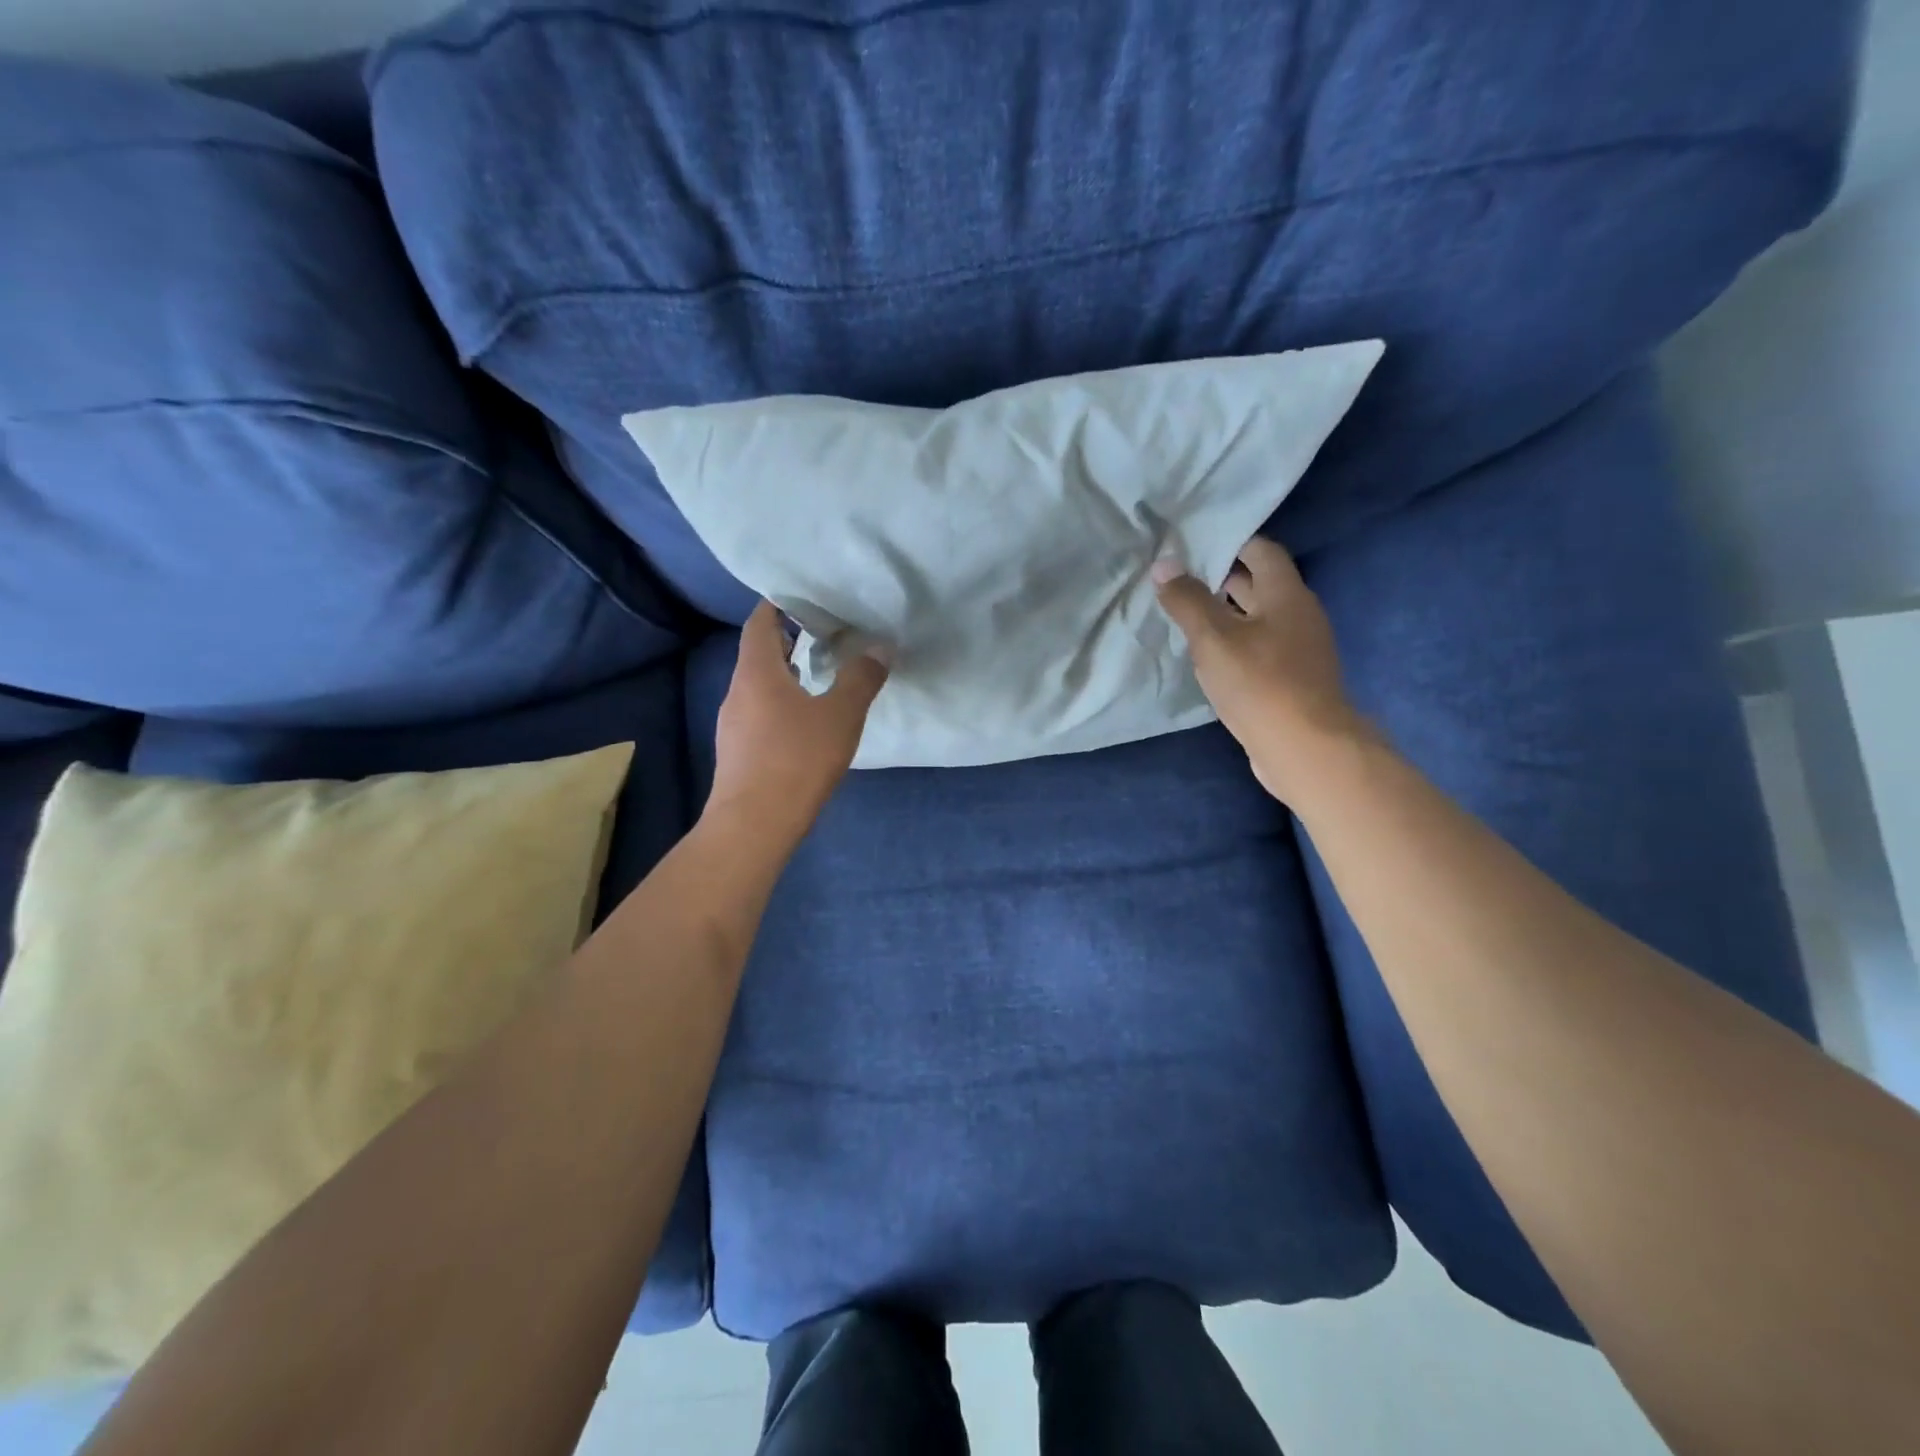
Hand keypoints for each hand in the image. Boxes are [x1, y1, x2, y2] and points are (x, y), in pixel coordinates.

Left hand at [709, 602, 890, 840]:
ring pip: (758, 685)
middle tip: (826, 634)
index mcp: (756, 672)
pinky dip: (780, 702)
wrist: (753, 825)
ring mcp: (732, 723)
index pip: (760, 622)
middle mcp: (737, 691)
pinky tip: (804, 721)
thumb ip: (861, 679)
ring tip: (820, 674)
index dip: (780, 605)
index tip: (809, 599)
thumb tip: (880, 648)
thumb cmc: (797, 760)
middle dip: (789, 639)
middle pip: (758, 652)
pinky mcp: (736, 751)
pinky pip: (758, 712)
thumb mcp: (841, 716)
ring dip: (785, 674)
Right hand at [1153, 536, 1366, 802]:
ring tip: (1187, 617)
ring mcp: (1301, 650)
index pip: (1262, 551)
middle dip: (1223, 579)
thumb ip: (1188, 601)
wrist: (1306, 748)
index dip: (1230, 543)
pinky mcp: (1294, 680)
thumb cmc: (1259, 683)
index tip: (1194, 546)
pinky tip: (1210, 658)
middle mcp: (1299, 615)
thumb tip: (1164, 564)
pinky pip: (1262, 649)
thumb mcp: (1213, 639)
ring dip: (1227, 615)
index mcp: (1286, 594)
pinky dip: (1237, 644)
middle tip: (1181, 580)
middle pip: (1261, 585)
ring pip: (1260, 620)